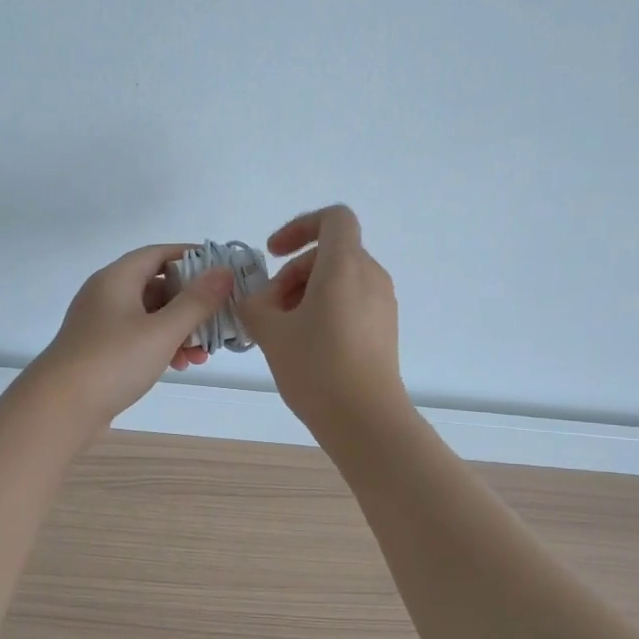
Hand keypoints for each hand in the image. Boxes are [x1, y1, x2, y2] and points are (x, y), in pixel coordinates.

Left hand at [31, 243, 234, 427]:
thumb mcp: (162, 331)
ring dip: (180, 330)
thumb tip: (224, 271)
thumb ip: (196, 301)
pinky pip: (138, 337)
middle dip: (191, 304)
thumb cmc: (113, 361)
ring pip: (150, 316)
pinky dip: (161, 346)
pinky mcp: (100, 350)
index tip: (222, 270)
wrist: (59, 408)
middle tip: (218, 320)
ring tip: (202, 355)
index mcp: (117, 278)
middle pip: (157, 286)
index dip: (192, 257)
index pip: (159, 253)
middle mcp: (107, 294)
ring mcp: (101, 323)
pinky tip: (180, 366)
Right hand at [239, 205, 408, 439]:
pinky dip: (325, 310)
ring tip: (283, 331)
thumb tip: (257, 300)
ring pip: (339, 280)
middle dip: (293, 274)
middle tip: (269, 309)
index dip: (300, 226)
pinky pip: (351, 302)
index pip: (334, 218)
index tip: (274, 254)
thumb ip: (254, 305)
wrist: (365, 420)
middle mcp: (370, 277)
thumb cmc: (316, 367)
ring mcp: (382, 304)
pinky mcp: (384, 329)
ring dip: (305, 294)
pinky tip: (305, 346)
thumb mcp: (271, 333)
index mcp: (345, 266)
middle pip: (329, 254)